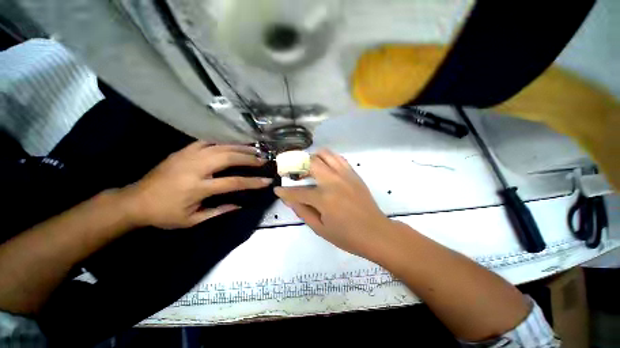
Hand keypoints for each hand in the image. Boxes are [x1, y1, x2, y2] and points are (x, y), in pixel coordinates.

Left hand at [124, 142, 271, 228]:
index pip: (233, 182)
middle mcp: (195, 168)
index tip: (267, 180)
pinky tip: (233, 143)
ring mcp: (188, 156)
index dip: (253, 182)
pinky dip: (223, 141)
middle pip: (229, 157)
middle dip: (249, 158)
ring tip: (254, 149)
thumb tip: (240, 204)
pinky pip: (208, 141)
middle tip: (263, 159)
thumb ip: (219, 211)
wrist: (135, 200)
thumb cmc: (165, 214)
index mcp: (197, 188)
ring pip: (220, 146)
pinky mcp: (183, 150)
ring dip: (240, 147)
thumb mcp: (192, 220)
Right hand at [274, 149, 392, 257]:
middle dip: (296, 165)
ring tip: (307, 168)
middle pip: (310, 162)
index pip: (297, 192)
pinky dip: (327, 158)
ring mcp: (345, 175)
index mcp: (324, 199)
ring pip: (324, 154)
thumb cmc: (347, 236)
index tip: (277, 190)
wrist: (376, 232)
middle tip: (292, 173)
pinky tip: (324, 167)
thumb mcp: (320, 229)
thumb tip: (289, 199)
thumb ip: (302, 211)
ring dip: (312, 158)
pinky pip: (338, 158)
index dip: (284, 192)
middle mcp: (333, 181)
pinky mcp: (353, 173)